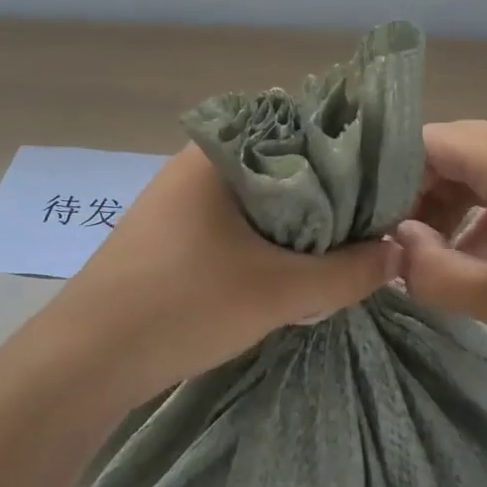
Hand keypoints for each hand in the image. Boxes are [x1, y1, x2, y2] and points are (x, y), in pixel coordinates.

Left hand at [54, 145, 395, 404]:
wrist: (87, 359)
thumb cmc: (184, 304)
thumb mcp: (279, 291)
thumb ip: (347, 272)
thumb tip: (400, 252)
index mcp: (220, 150)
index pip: (301, 128)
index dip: (348, 154)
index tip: (386, 182)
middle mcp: (198, 161)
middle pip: (282, 163)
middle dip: (327, 193)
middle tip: (371, 221)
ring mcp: (179, 197)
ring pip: (258, 195)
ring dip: (296, 220)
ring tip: (341, 245)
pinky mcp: (171, 231)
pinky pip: (234, 219)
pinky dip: (266, 235)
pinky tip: (289, 264)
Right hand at [394, 121, 486, 391]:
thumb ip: (429, 270)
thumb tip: (392, 246)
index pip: (420, 142)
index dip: (385, 179)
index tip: (367, 223)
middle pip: (448, 150)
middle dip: (415, 195)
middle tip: (396, 244)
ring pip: (477, 164)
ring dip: (449, 204)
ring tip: (433, 254)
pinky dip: (483, 208)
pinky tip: (478, 254)